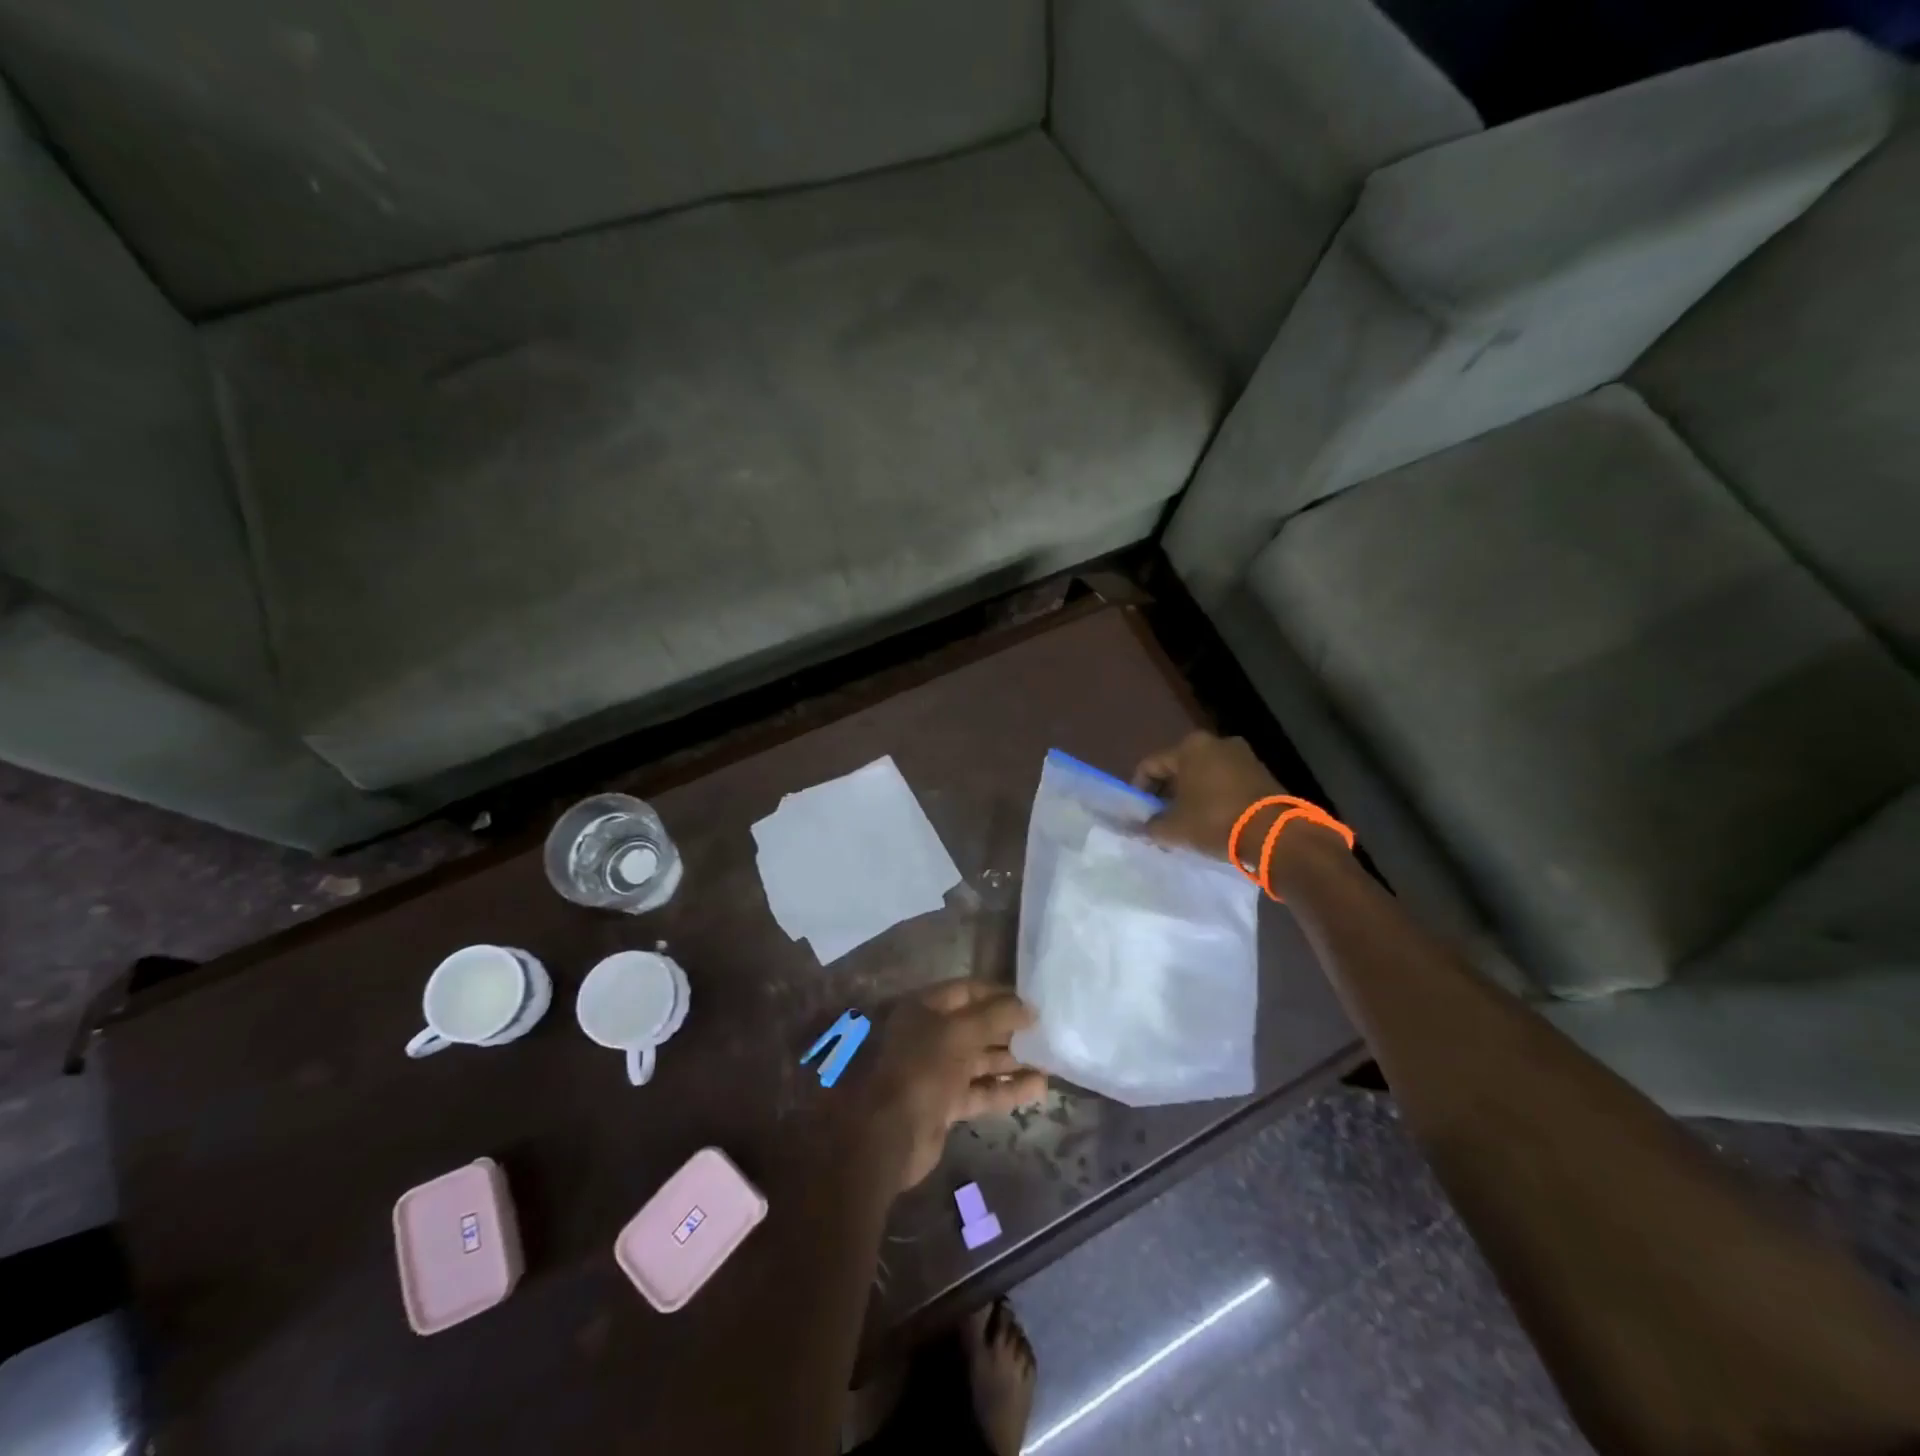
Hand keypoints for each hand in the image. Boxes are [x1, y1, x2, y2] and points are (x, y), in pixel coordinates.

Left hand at [864, 980, 1045, 1191]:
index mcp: (924, 1008)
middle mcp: (929, 1035)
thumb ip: (996, 1016)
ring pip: (980, 1059)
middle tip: (1045, 1031)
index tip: (1031, 1001)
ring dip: (1013, 1060)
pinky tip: (1039, 1088)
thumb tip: (1030, 1007)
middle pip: (976, 1026)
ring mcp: (937, 1070)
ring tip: (1050, 1060)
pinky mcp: (946, 1103)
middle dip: (1009, 1029)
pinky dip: (1007, 1088)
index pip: (967, 991)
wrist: (890, 1134)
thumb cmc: (922, 1068)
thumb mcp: (960, 1033)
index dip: (998, 994)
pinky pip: (981, 1090)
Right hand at [1132, 731, 1284, 862]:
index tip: (1139, 814)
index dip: (1139, 790)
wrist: (1273, 833)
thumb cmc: (1214, 820)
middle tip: (1161, 818)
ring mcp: (1243, 756)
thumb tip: (1140, 828)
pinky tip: (1212, 820)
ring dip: (1192, 795)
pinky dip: (1215, 797)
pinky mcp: (1262, 773)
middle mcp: (1216, 742)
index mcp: (1190, 747)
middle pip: (1179, 767)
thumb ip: (1151, 826)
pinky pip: (1227, 782)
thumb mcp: (1174, 828)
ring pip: (1204, 774)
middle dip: (1167, 792)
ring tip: (1187, 822)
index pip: (1151, 765)